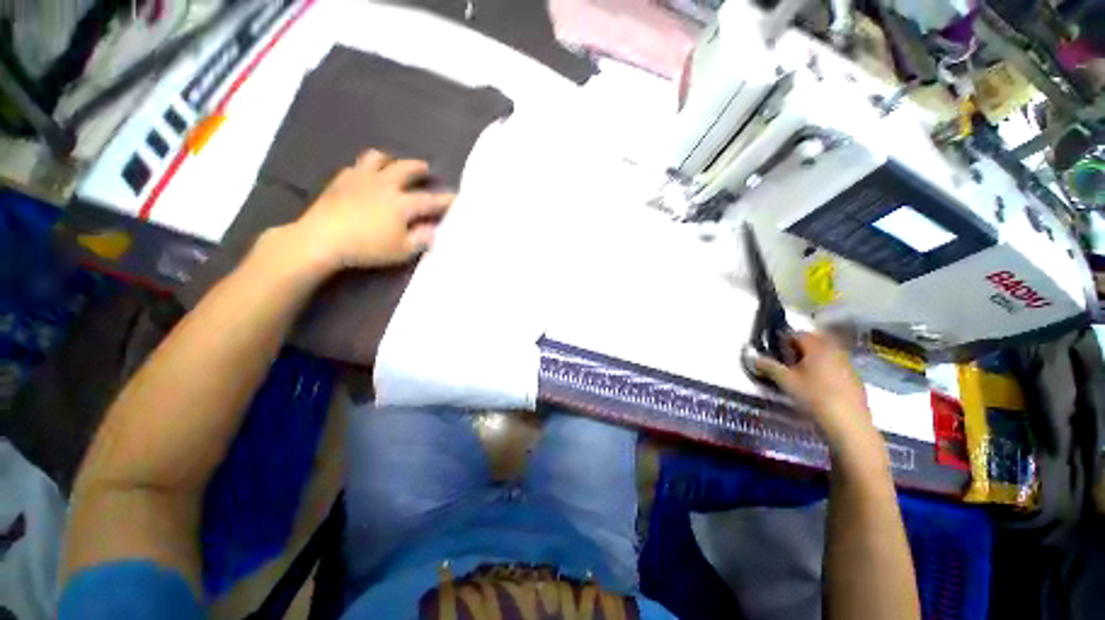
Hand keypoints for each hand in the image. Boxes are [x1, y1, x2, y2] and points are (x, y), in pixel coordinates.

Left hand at [288, 150, 453, 271]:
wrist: (321, 239)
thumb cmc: (367, 247)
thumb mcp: (402, 250)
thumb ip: (421, 239)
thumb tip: (434, 229)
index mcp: (402, 203)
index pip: (429, 200)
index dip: (445, 199)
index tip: (456, 196)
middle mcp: (384, 185)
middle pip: (404, 169)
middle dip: (417, 168)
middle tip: (425, 168)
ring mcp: (360, 179)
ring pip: (377, 159)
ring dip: (389, 160)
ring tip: (392, 164)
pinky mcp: (340, 181)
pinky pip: (356, 166)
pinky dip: (365, 168)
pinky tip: (364, 175)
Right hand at [755, 332, 875, 448]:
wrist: (848, 423)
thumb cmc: (814, 397)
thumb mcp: (785, 381)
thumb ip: (769, 367)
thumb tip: (754, 358)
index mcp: (817, 347)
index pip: (798, 334)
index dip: (784, 339)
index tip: (775, 349)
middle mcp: (834, 351)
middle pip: (815, 342)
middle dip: (800, 348)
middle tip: (787, 359)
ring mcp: (847, 365)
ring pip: (827, 354)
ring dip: (813, 358)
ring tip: (801, 372)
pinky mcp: (854, 379)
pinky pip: (836, 366)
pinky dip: (825, 369)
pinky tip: (818, 385)